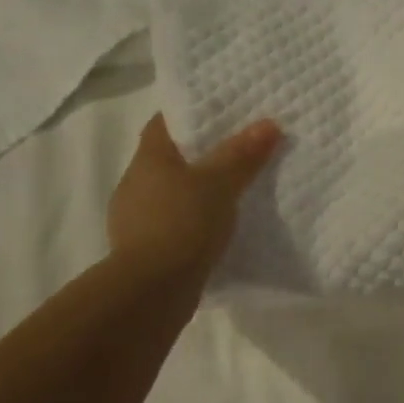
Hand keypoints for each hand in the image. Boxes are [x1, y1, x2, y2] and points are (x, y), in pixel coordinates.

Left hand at [108, 113, 281, 282]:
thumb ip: (242, 154)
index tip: (219, 112)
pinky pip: (173, 223)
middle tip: (236, 149)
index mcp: (148, 159)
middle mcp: (134, 184)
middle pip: (169, 158)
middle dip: (198, 153)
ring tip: (232, 190)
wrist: (152, 290)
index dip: (189, 115)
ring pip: (170, 193)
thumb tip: (269, 124)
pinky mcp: (144, 249)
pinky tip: (216, 228)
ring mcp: (135, 219)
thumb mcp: (220, 184)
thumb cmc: (183, 223)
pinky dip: (192, 221)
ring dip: (195, 191)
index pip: (164, 123)